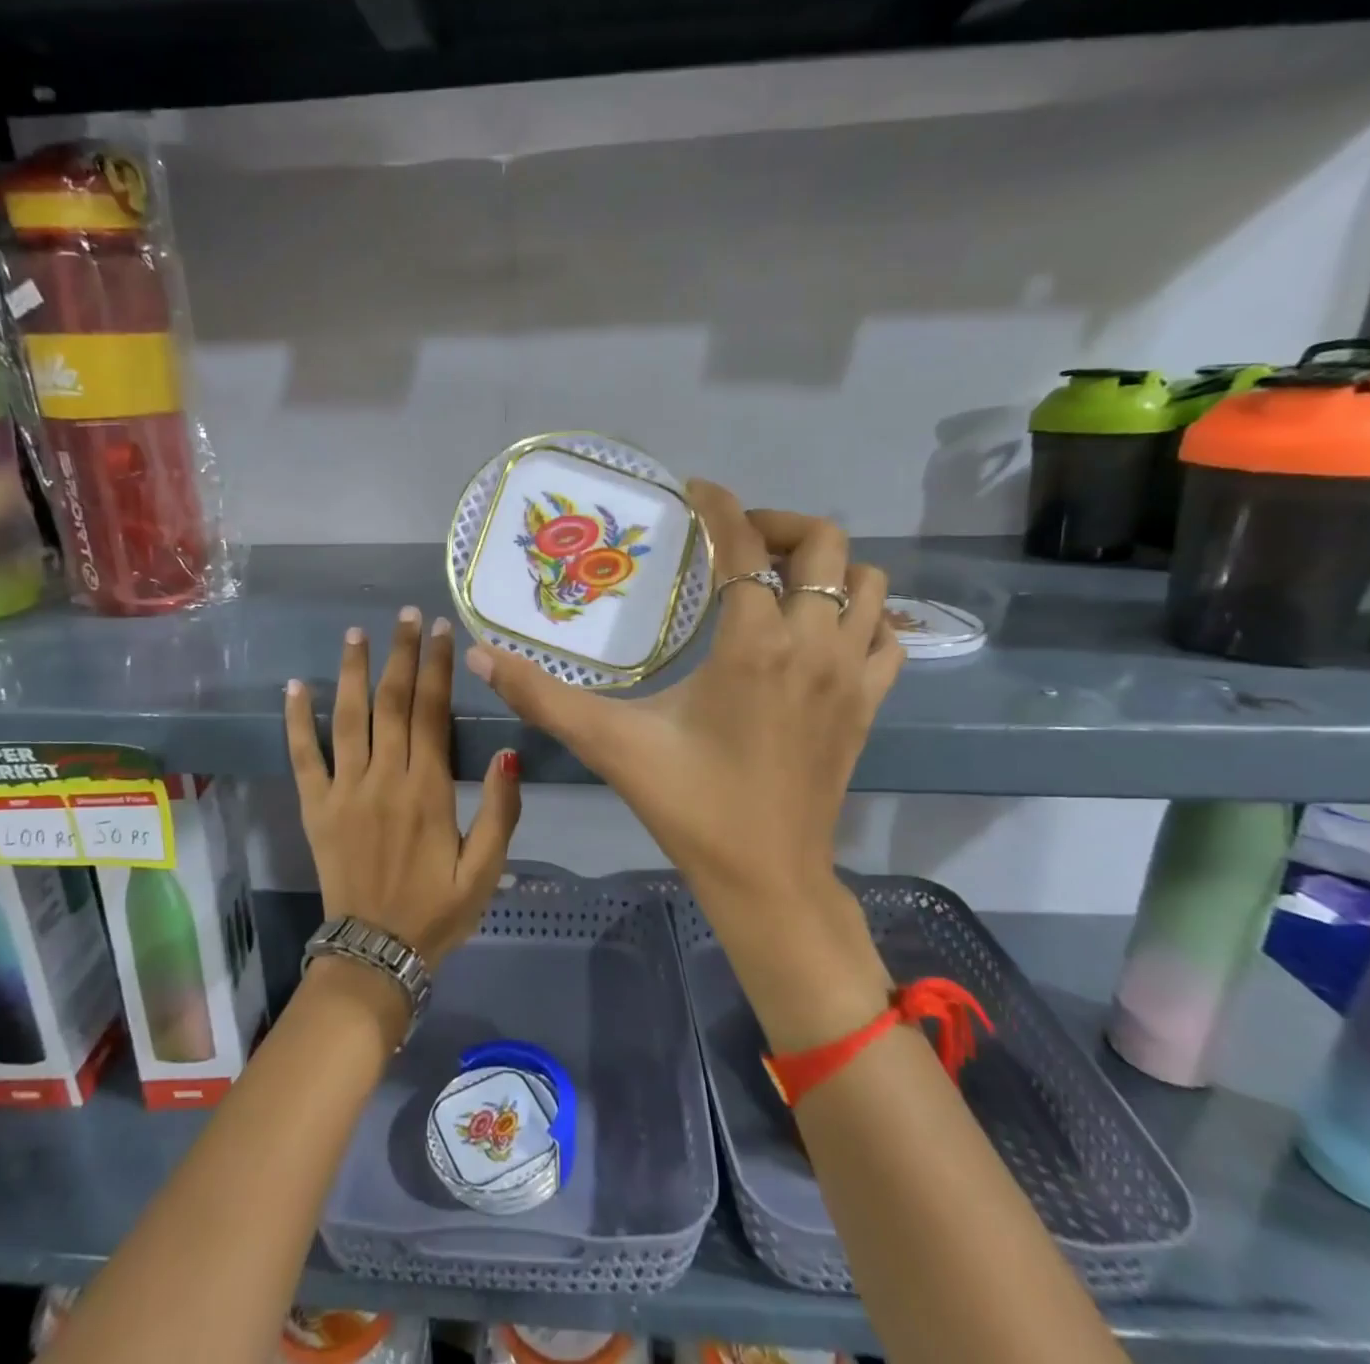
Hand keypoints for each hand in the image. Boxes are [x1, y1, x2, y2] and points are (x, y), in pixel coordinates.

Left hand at [286, 607, 521, 973]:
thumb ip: (501, 810)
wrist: (375, 953)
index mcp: (428, 790)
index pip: (432, 712)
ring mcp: (344, 791)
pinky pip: (302, 757)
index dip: (437, 667)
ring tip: (357, 633)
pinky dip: (297, 720)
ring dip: (353, 672)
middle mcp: (384, 778)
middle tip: (407, 615)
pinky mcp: (315, 807)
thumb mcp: (486, 869)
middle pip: (391, 702)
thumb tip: (507, 752)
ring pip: (347, 718)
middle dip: (401, 654)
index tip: (442, 630)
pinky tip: (296, 686)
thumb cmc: (437, 910)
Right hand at [464, 481, 900, 1049]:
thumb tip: (482, 656)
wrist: (767, 877)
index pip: (745, 544)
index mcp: (753, 642)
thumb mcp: (610, 744)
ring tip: (779, 578)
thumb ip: (543, 696)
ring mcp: (851, 673)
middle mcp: (813, 643)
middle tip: (735, 540)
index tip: (696, 492)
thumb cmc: (690, 805)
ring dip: (827, 566)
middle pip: (824, 545)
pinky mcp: (869, 703)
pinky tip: (823, 629)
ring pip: (869, 583)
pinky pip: (887, 634)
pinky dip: (863, 614)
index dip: (721, 506)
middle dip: (778, 524)